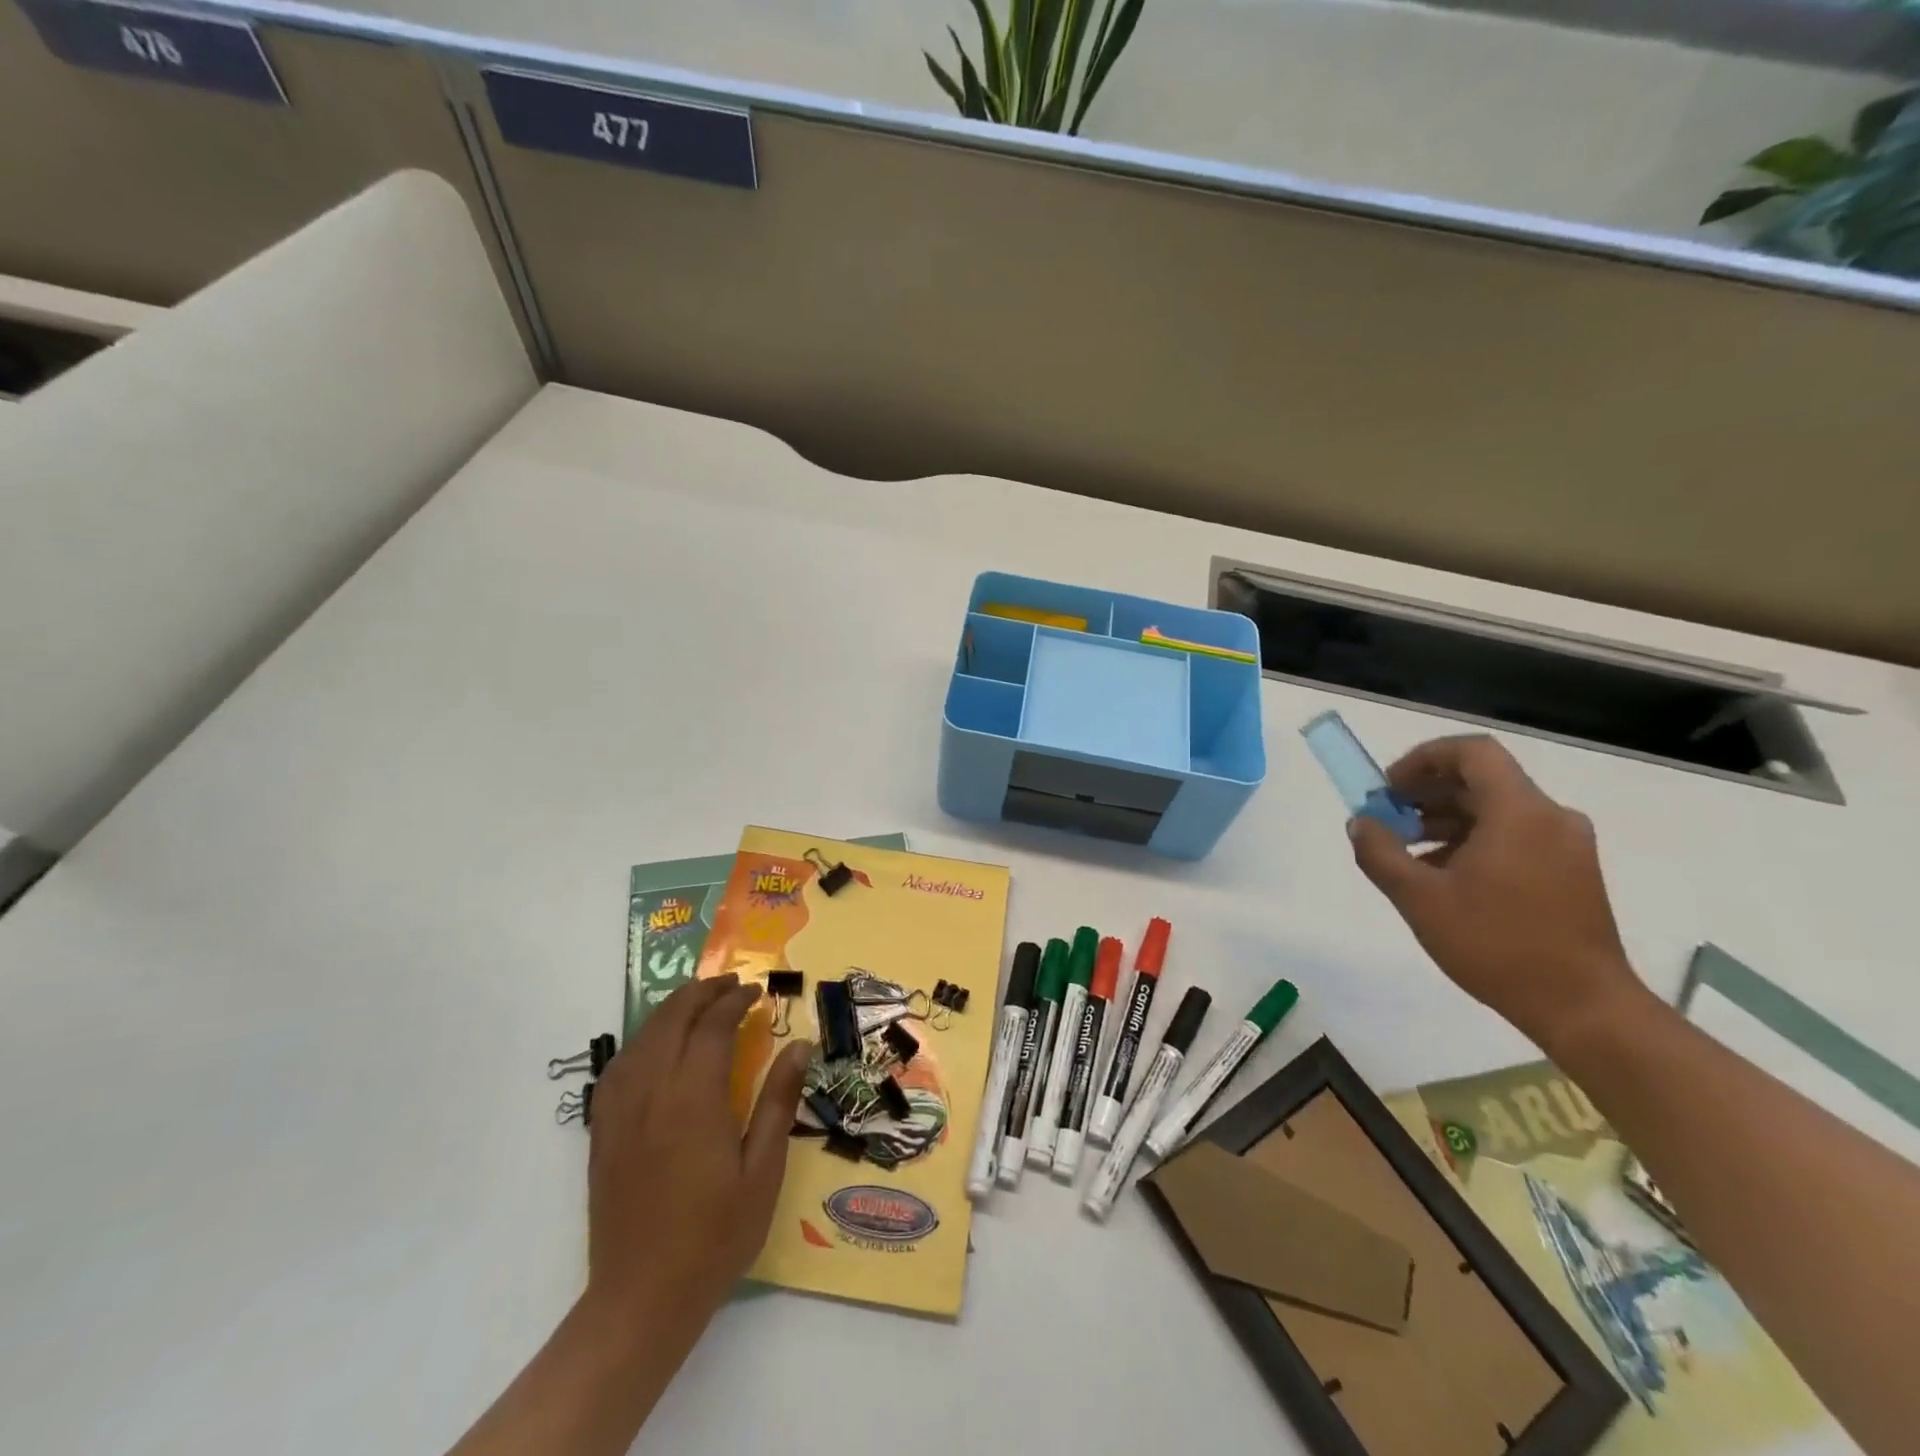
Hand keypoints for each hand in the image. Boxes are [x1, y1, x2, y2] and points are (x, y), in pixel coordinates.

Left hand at [583, 974, 809, 1343]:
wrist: (641, 1300)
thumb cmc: (715, 1237)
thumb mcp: (763, 1171)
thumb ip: (778, 1101)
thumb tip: (799, 1045)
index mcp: (694, 1099)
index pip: (713, 1027)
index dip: (735, 1001)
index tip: (757, 993)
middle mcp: (652, 1092)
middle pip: (672, 1019)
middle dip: (702, 993)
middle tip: (731, 986)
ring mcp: (620, 1111)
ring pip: (642, 1037)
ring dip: (671, 1010)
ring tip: (698, 1003)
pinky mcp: (602, 1131)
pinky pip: (617, 1066)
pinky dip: (641, 1040)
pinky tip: (655, 1045)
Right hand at [1348, 734, 1645, 1048]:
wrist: (1582, 1007)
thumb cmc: (1496, 944)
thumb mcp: (1420, 898)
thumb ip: (1380, 853)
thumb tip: (1360, 823)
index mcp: (1519, 812)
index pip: (1471, 752)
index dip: (1423, 758)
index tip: (1389, 788)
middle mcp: (1550, 817)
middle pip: (1481, 780)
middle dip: (1426, 792)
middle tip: (1387, 818)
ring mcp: (1566, 845)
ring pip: (1496, 810)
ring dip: (1445, 819)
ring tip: (1406, 852)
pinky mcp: (1571, 872)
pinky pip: (1514, 835)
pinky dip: (1473, 841)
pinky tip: (1443, 876)